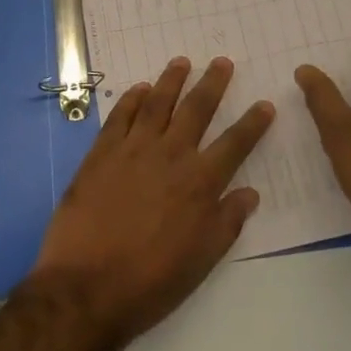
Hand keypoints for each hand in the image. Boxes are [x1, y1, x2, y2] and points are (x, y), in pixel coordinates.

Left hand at [28, 57, 273, 348]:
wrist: (85, 288)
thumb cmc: (150, 283)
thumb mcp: (201, 261)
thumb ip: (227, 223)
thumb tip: (250, 194)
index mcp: (199, 183)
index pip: (234, 144)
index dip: (253, 123)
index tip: (264, 105)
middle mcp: (170, 156)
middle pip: (197, 109)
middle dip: (213, 84)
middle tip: (222, 62)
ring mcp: (133, 150)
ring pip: (157, 103)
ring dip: (172, 80)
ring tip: (182, 62)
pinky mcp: (101, 153)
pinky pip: (120, 116)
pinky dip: (131, 99)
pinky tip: (139, 89)